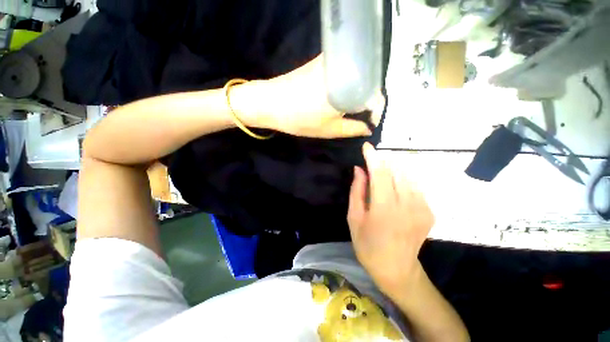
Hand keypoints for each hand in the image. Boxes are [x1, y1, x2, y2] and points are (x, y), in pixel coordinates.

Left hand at [261, 55, 384, 137]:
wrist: (271, 102)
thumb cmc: (301, 119)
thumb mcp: (330, 130)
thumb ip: (353, 130)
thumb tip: (369, 129)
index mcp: (351, 87)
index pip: (377, 97)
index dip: (376, 112)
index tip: (370, 123)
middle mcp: (346, 68)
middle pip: (368, 85)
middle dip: (367, 102)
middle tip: (360, 117)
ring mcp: (334, 62)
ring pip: (356, 78)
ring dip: (356, 94)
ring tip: (350, 109)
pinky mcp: (322, 61)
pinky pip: (343, 73)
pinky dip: (345, 86)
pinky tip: (339, 97)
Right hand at [348, 143, 434, 295]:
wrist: (397, 269)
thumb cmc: (368, 245)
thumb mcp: (354, 218)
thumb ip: (357, 191)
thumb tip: (359, 169)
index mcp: (384, 209)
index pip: (380, 173)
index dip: (373, 157)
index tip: (367, 146)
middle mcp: (407, 205)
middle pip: (396, 170)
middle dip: (383, 162)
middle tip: (371, 164)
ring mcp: (422, 208)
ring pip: (407, 175)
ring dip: (393, 169)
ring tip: (381, 175)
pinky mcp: (429, 211)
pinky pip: (414, 186)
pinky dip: (402, 180)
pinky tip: (394, 189)